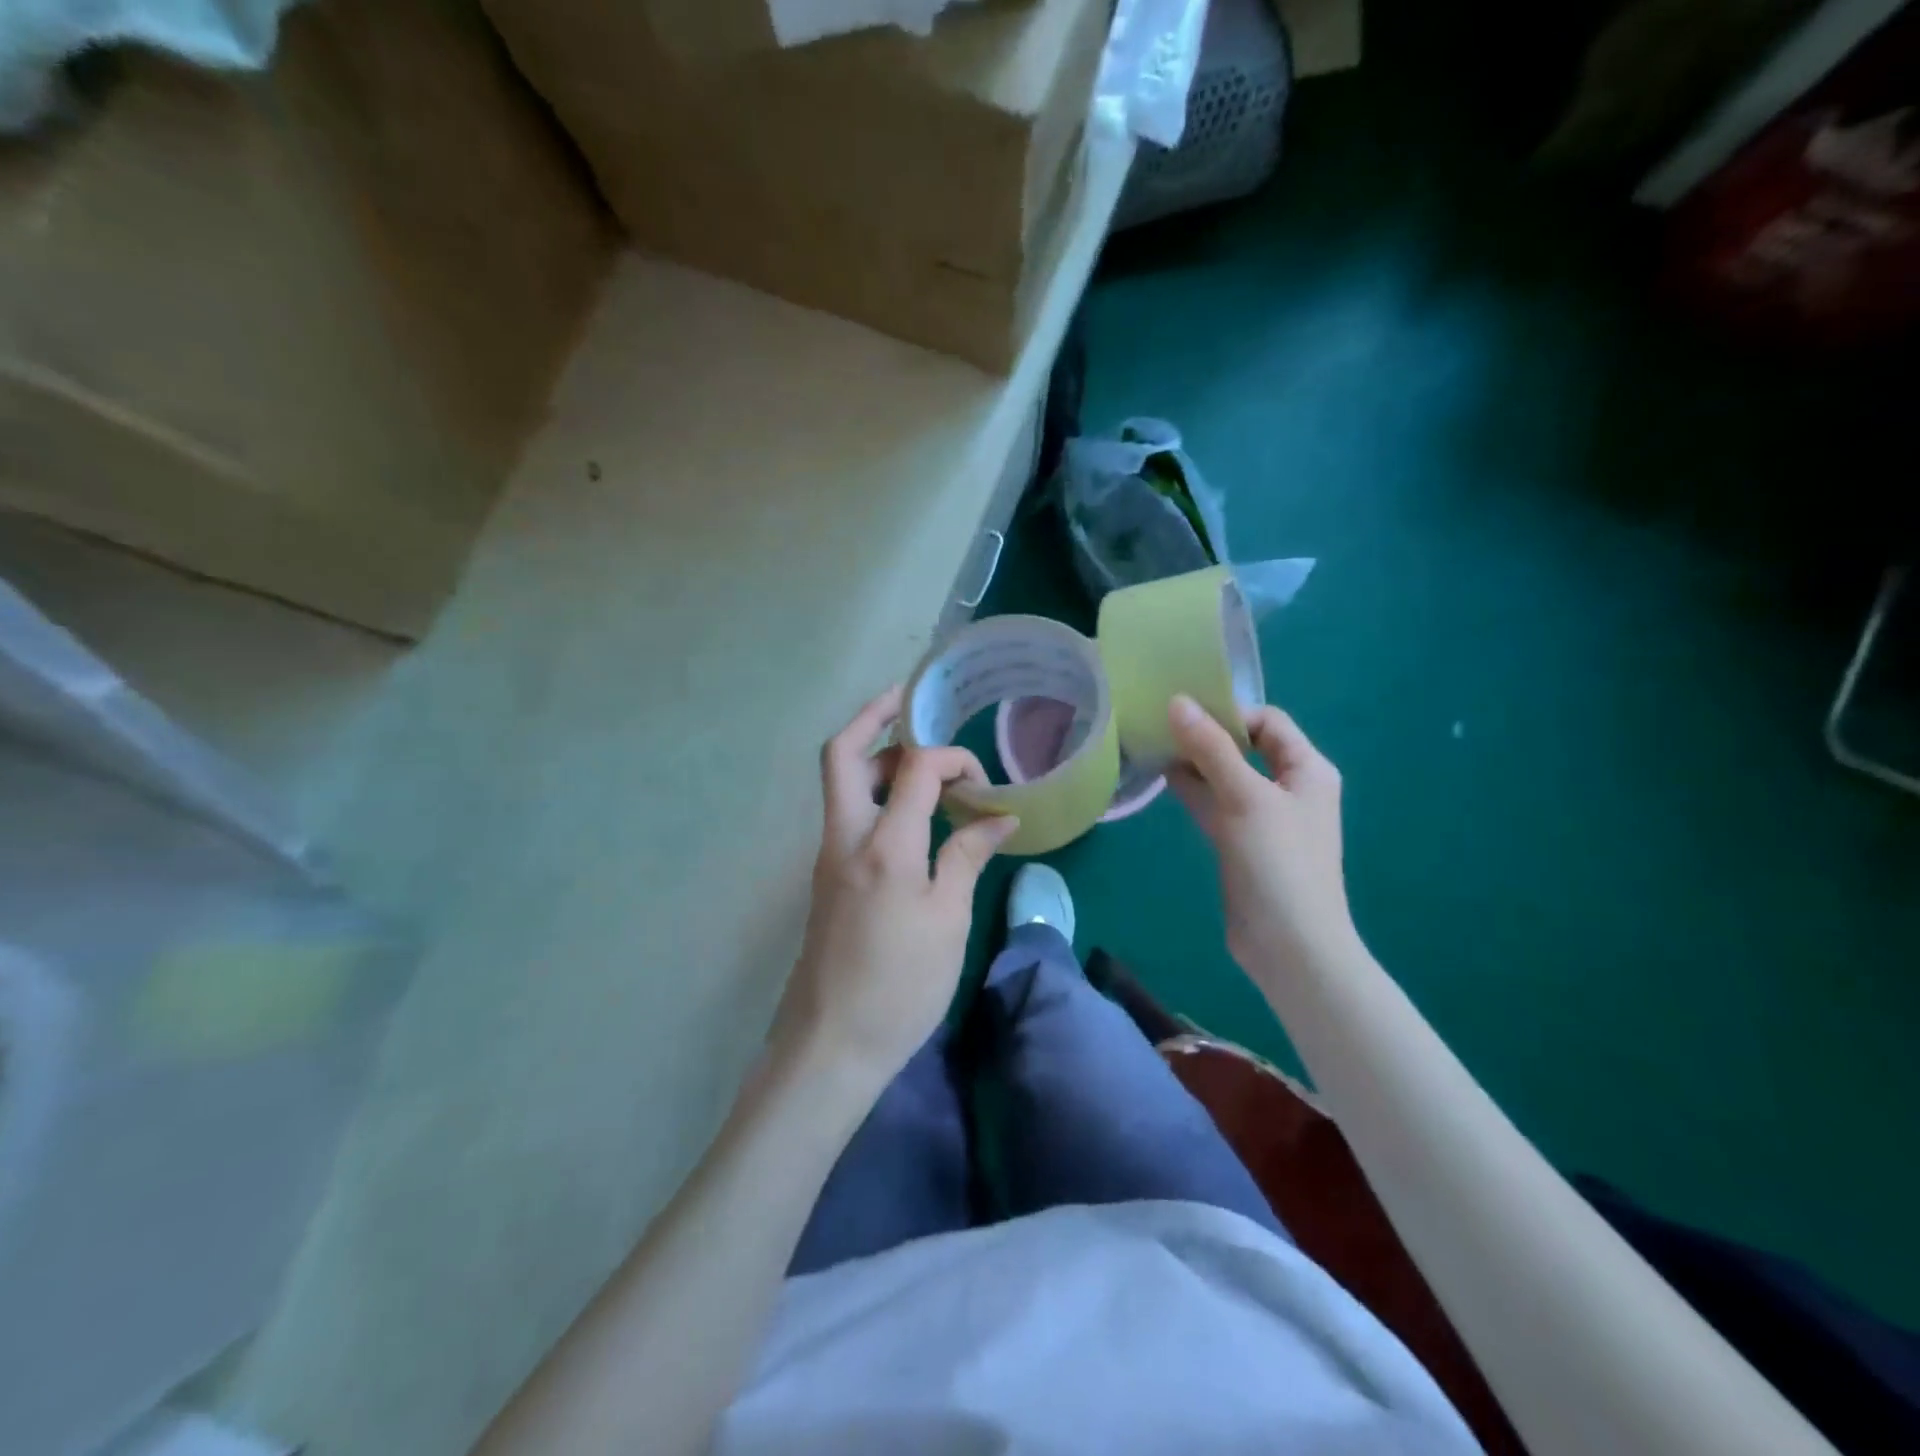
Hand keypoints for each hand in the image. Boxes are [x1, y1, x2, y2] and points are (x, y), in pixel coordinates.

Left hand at [774, 685, 1018, 1086]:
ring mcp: (829, 857)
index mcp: (883, 845)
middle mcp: (845, 837)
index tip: (983, 782)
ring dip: (875, 756)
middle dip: (874, 717)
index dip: (952, 758)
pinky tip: (908, 810)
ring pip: (841, 783)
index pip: (914, 769)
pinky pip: (847, 813)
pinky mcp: (828, 877)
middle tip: (909, 703)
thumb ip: (967, 857)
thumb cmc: (900, 985)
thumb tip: (997, 818)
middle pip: (843, 754)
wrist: (831, 1043)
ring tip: (919, 756)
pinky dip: (874, 792)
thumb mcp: (948, 921)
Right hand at [1165, 694, 1358, 975]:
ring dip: (1195, 764)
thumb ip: (1211, 748)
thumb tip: (1177, 701)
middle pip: (1244, 747)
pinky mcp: (1243, 844)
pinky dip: (1193, 791)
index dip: (1229, 714)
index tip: (1185, 720)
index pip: (1267, 722)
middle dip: (1205, 737)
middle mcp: (1290, 787)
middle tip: (1160, 730)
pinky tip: (1163, 782)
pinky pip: (1216, 805)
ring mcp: (1265, 818)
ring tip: (1153, 750)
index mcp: (1307, 769)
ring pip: (1226, 777)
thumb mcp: (1245, 797)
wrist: (1290, 946)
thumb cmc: (1278, 862)